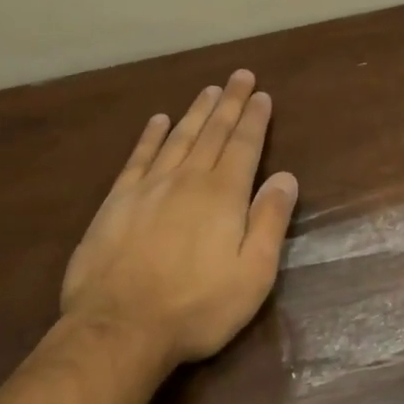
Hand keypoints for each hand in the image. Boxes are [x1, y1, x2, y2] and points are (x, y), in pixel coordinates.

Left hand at [59, 70, 299, 369]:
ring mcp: (149, 187)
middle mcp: (188, 179)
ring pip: (179, 137)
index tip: (262, 94)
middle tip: (240, 75)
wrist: (119, 328)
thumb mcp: (253, 274)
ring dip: (196, 111)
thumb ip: (270, 221)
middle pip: (213, 131)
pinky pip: (139, 157)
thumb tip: (286, 176)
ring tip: (209, 89)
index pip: (244, 145)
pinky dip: (151, 135)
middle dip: (230, 102)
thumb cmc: (196, 306)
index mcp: (224, 195)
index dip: (254, 118)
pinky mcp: (117, 201)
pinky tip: (158, 120)